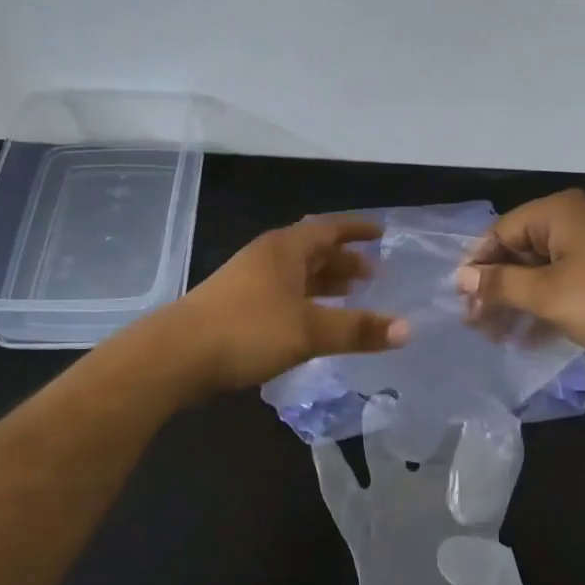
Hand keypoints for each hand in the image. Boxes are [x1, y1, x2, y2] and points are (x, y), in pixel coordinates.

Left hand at [171, 217, 408, 394]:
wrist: (177, 355)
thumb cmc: (248, 330)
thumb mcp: (310, 330)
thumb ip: (358, 329)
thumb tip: (407, 329)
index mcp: (285, 249)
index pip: (329, 228)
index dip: (357, 231)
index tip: (383, 234)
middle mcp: (268, 257)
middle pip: (313, 251)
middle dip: (344, 260)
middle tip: (373, 274)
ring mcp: (249, 281)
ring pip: (297, 274)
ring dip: (325, 282)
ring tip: (352, 295)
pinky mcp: (237, 306)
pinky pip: (284, 294)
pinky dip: (307, 301)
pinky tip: (314, 321)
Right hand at [456, 189, 584, 364]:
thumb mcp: (547, 295)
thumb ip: (501, 284)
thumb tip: (461, 277)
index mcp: (558, 213)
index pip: (501, 231)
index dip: (477, 264)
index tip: (460, 299)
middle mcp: (575, 221)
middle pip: (520, 251)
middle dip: (497, 287)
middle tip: (475, 323)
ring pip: (542, 271)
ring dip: (518, 302)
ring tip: (496, 336)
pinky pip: (565, 283)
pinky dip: (545, 306)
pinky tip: (528, 338)